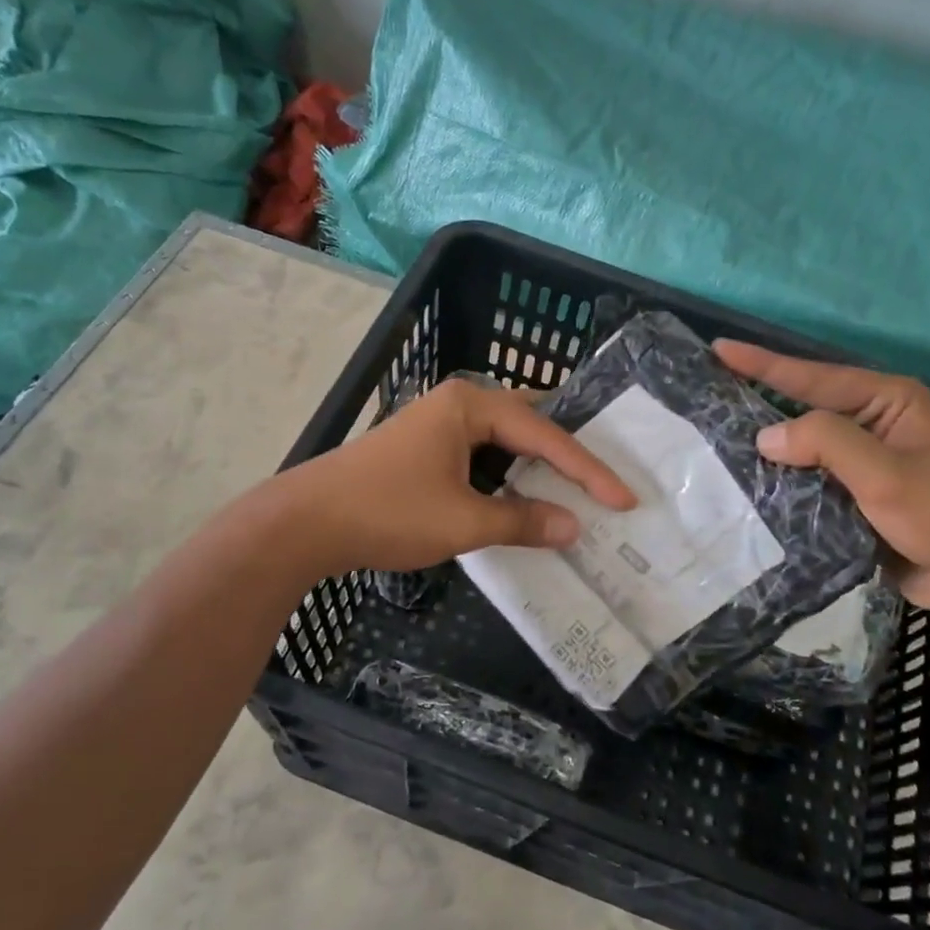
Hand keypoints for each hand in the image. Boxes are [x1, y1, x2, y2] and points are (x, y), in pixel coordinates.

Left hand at [283, 377, 635, 576]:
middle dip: (567, 453)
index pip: (545, 434)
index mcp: (471, 405)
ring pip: (504, 438)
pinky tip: (523, 493)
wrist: (305, 523)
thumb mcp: (463, 521)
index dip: (588, 470)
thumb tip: (574, 527)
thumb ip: (522, 520)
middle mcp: (457, 402)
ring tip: (576, 484)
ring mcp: (437, 424)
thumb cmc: (388, 512)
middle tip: (606, 476)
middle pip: (529, 423)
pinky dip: (508, 473)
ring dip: (537, 463)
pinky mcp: (424, 448)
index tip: (624, 498)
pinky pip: (482, 453)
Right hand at [714, 340, 929, 609]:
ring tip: (715, 439)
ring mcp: (865, 461)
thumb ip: (826, 443)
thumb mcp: (885, 473)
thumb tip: (765, 437)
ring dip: (768, 448)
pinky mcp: (857, 495)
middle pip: (805, 407)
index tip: (718, 350)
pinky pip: (810, 480)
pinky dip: (784, 481)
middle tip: (709, 394)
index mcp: (888, 400)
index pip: (814, 377)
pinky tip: (749, 484)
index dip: (763, 364)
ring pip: (805, 447)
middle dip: (759, 402)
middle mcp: (874, 423)